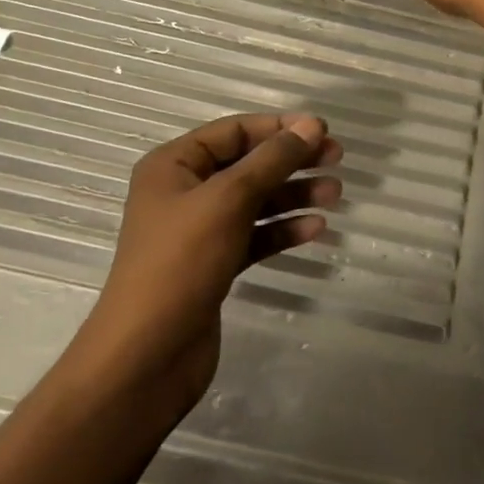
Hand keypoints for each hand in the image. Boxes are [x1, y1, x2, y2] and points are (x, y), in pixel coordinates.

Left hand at [73, 114, 341, 416]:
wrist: (147, 358)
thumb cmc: (181, 264)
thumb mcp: (228, 200)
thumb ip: (273, 160)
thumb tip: (312, 125)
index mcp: (174, 165)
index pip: (234, 131)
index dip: (279, 127)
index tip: (322, 130)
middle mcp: (185, 192)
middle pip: (248, 164)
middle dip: (292, 160)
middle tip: (337, 158)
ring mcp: (200, 231)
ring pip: (256, 200)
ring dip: (294, 195)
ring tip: (335, 194)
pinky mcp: (214, 264)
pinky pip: (255, 235)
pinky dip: (283, 229)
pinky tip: (316, 229)